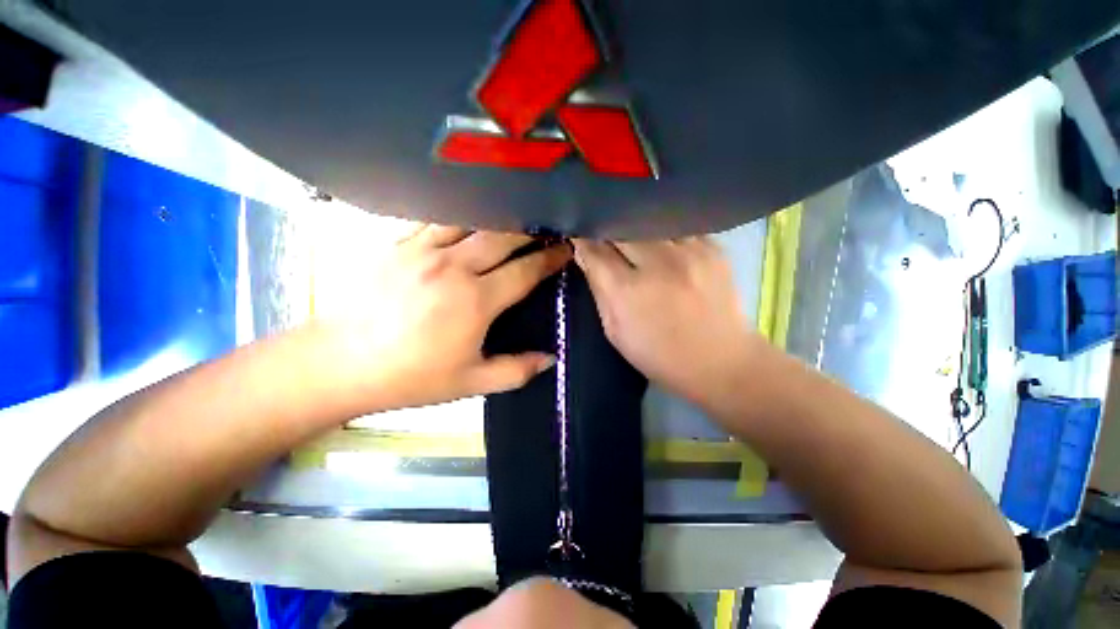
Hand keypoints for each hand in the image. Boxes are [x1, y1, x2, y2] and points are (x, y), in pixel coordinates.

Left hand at [316, 225, 569, 410]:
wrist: (340, 363)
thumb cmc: (411, 377)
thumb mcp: (471, 383)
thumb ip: (516, 370)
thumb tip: (551, 359)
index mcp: (476, 301)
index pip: (525, 270)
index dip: (550, 259)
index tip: (565, 250)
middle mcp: (454, 267)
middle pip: (503, 236)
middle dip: (530, 231)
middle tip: (545, 230)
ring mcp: (423, 250)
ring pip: (470, 219)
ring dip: (496, 217)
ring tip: (511, 219)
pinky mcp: (398, 244)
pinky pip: (435, 219)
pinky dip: (459, 216)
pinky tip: (467, 219)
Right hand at [573, 238, 764, 410]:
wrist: (720, 361)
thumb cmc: (659, 354)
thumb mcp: (615, 331)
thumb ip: (598, 290)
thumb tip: (585, 256)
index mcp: (627, 291)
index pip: (594, 249)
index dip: (582, 238)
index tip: (577, 233)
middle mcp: (657, 264)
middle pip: (620, 227)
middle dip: (606, 227)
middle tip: (603, 234)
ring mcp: (689, 252)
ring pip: (650, 219)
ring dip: (634, 225)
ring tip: (632, 236)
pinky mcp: (713, 247)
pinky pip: (678, 225)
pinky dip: (663, 230)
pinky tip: (662, 243)